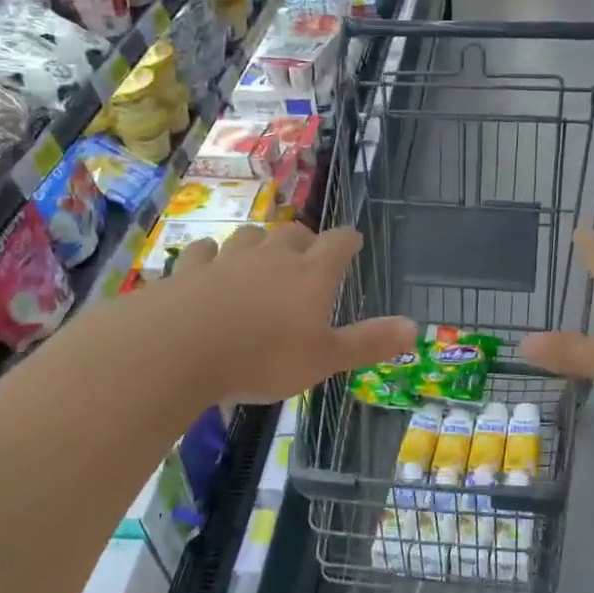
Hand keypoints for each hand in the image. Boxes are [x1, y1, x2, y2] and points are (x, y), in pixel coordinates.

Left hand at [154, 223, 415, 403]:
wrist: (179, 349)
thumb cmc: (263, 357)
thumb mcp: (325, 359)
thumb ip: (368, 342)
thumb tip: (414, 327)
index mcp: (311, 274)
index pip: (338, 243)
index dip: (349, 240)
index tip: (353, 240)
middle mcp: (272, 256)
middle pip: (293, 233)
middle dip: (305, 240)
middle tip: (308, 253)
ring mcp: (228, 259)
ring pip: (249, 236)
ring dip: (260, 241)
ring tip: (262, 254)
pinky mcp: (189, 269)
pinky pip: (204, 252)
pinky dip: (211, 256)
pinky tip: (209, 264)